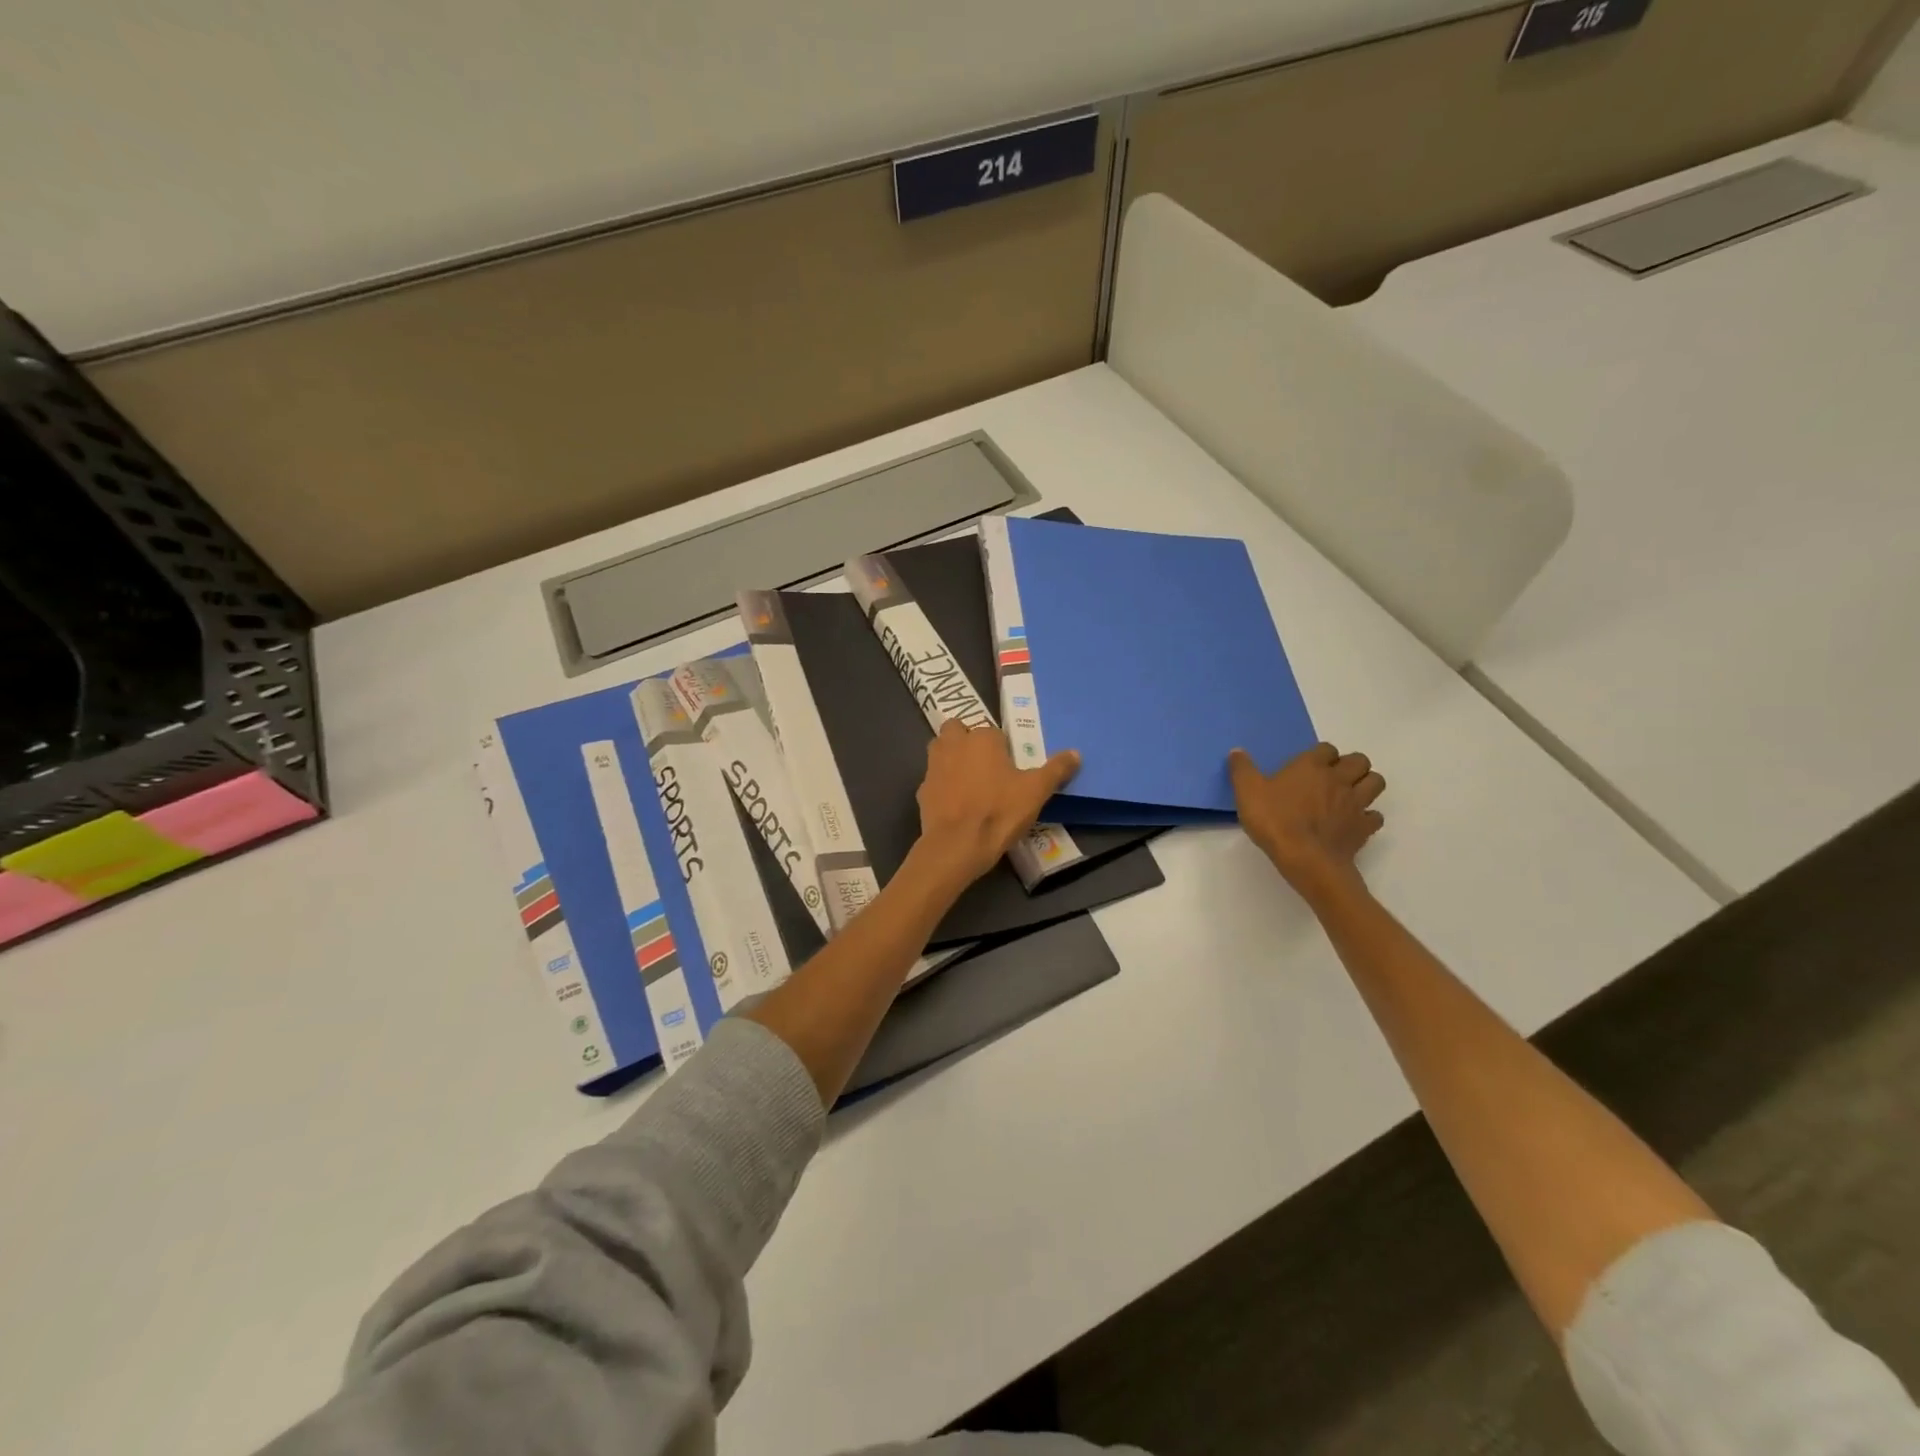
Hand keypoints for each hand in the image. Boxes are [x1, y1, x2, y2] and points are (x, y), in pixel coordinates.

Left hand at [914, 720, 1079, 888]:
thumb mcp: (1036, 791)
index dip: (1002, 748)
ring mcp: (934, 767)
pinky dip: (943, 786)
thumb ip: (1056, 769)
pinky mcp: (922, 791)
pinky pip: (935, 780)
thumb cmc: (999, 811)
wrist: (957, 845)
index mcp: (981, 738)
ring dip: (952, 759)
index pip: (993, 732)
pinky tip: (956, 804)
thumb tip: (1075, 753)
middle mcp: (953, 744)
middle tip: (986, 766)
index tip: (1011, 768)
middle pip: (957, 731)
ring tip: (970, 782)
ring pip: (940, 751)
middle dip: (967, 741)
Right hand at [1228, 742, 1384, 900]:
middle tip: (1333, 777)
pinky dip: (1368, 816)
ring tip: (1349, 794)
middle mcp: (1338, 779)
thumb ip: (1242, 769)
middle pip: (1359, 760)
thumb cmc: (1275, 821)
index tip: (1308, 766)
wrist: (1306, 859)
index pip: (1326, 748)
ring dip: (1366, 784)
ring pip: (1375, 782)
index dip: (1320, 755)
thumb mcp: (1247, 792)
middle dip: (1350, 765)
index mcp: (1311, 766)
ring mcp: (1355, 803)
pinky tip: (1354, 822)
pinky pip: (1375, 816)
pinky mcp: (1364, 827)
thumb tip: (1237, 751)